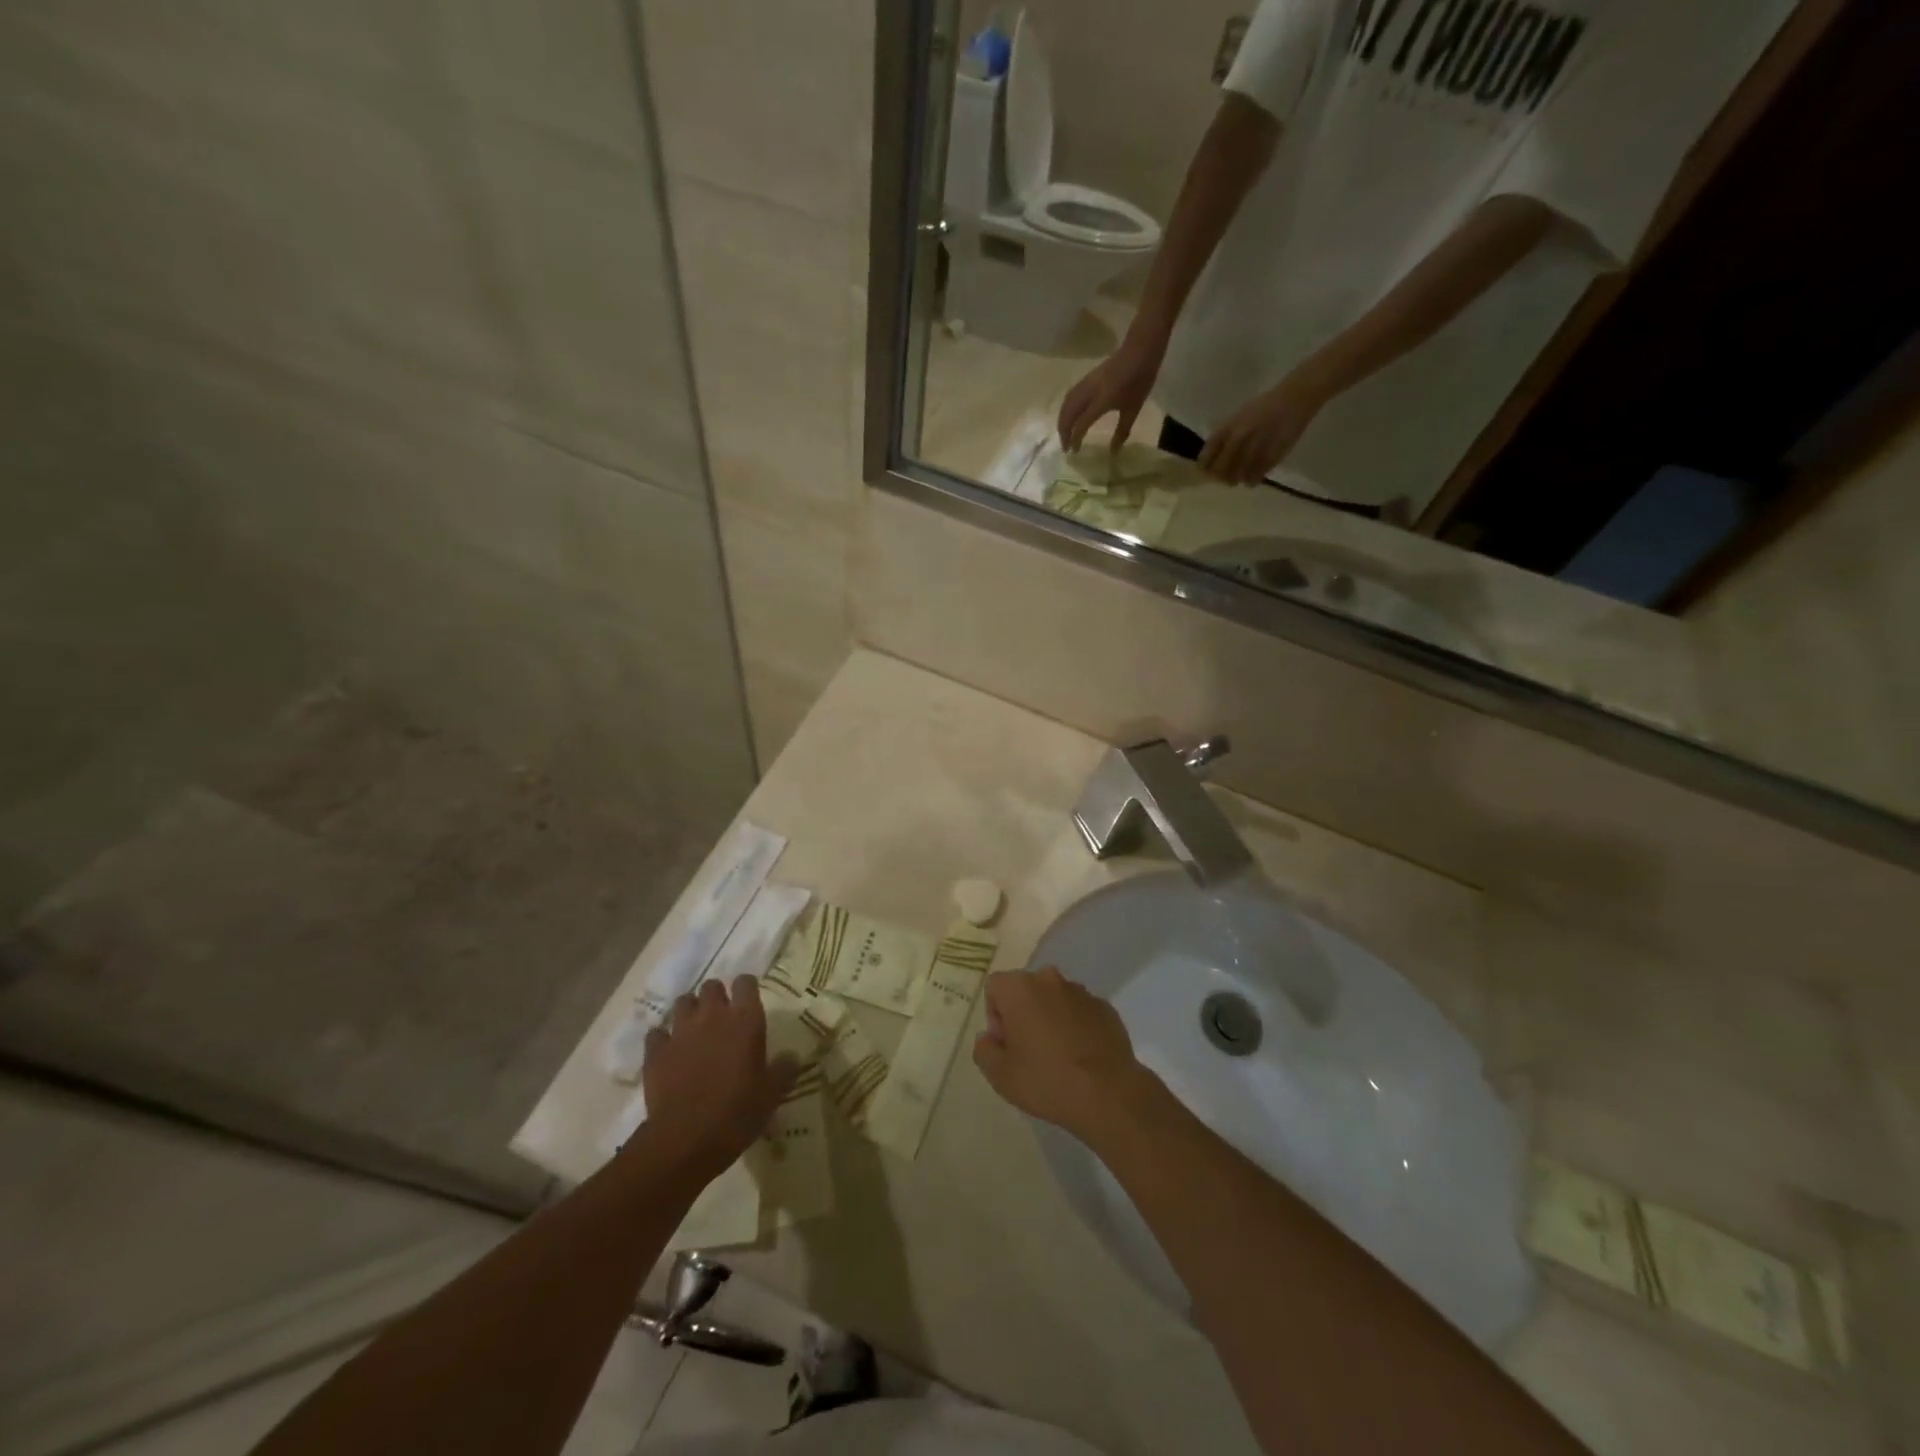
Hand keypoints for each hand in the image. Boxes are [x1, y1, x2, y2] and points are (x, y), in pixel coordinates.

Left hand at [642, 977, 797, 1180]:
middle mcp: (712, 1016)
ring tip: (696, 1030)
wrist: (685, 1139)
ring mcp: (680, 1031)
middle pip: (712, 986)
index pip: (746, 982)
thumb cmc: (737, 1112)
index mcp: (745, 1020)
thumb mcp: (772, 1094)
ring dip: (690, 1011)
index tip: (749, 1001)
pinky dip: (663, 1038)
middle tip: (723, 1018)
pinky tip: (669, 1052)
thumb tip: (792, 1056)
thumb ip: (785, 1069)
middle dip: (717, 997)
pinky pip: (657, 1033)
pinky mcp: (656, 1052)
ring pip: (683, 1002)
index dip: (747, 988)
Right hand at [973, 966, 1158, 1145]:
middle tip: (1028, 1052)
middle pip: (1026, 990)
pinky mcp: (1106, 1008)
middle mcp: (1050, 980)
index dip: (995, 1016)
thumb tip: (989, 1038)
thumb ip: (984, 1050)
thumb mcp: (999, 1075)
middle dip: (1022, 1015)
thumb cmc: (1046, 1080)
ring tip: (1057, 1057)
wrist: (1108, 1094)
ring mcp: (1082, 992)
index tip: (1007, 1045)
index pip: (995, 987)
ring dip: (1050, 1019)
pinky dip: (1076, 1027)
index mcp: (1020, 988)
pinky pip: (1081, 1012)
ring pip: (1055, 1000)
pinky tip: (1081, 1058)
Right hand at [1057, 336, 1164, 452]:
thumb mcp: (1134, 408)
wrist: (1141, 349)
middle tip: (1065, 447)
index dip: (1075, 439)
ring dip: (1062, 421)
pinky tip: (1068, 416)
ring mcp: (1086, 383)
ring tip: (1064, 434)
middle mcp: (1089, 392)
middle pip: (1068, 414)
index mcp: (1102, 401)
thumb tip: (1113, 453)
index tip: (1075, 451)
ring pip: (1066, 404)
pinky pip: (1070, 396)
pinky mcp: (1087, 378)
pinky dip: (1065, 409)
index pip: (1081, 423)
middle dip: (1063, 432)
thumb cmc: (1140, 380)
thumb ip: (1122, 431)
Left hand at [1197, 365, 1335, 484]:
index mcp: (1229, 427)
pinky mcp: (1271, 456)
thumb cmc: (1264, 406)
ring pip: (1237, 477)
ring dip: (1237, 479)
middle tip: (1224, 477)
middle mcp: (1239, 438)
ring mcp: (1255, 448)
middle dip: (1220, 477)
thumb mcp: (1238, 416)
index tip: (1205, 471)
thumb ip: (1225, 436)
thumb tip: (1212, 459)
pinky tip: (1253, 476)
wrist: (1295, 398)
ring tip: (1240, 476)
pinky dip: (1252, 479)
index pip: (1208, 454)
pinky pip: (1255, 477)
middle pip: (1220, 470)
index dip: (1204, 467)